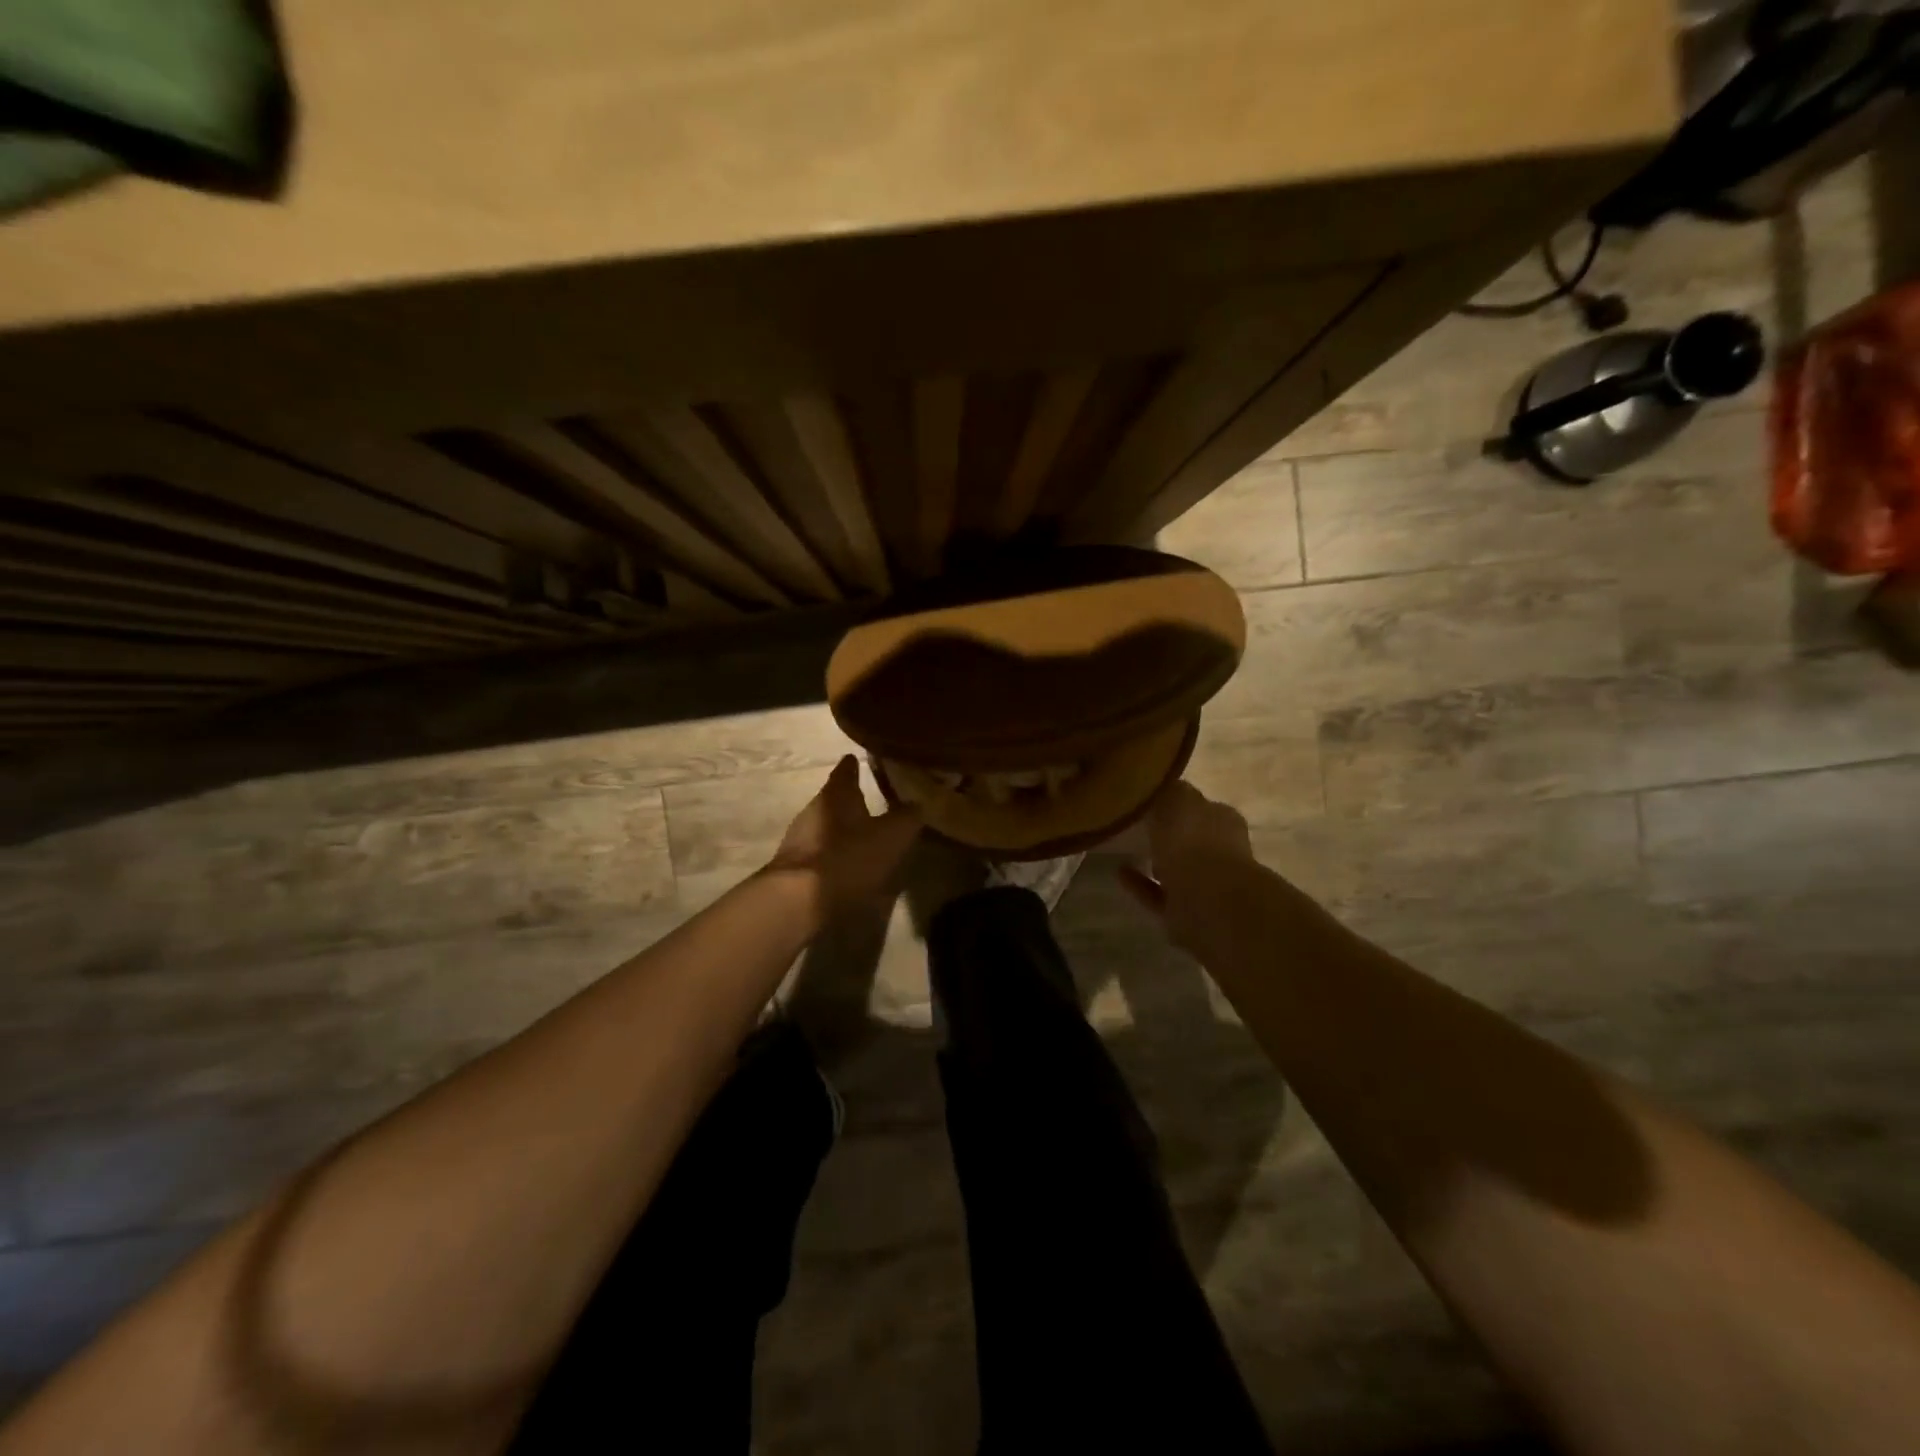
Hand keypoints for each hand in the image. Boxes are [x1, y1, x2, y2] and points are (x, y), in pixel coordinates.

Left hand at [767, 756, 922, 925]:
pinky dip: (832, 853)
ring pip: (824, 825)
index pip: (845, 770)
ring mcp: (799, 839)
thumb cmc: (849, 858)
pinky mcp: (793, 868)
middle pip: (833, 798)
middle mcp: (813, 810)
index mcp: (836, 795)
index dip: (854, 765)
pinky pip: (818, 851)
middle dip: (849, 799)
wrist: (799, 902)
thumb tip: (919, 802)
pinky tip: (845, 864)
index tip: (858, 758)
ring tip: (860, 834)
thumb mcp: (892, 836)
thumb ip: (908, 817)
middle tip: (867, 799)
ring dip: (840, 828)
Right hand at [1119, 780, 1253, 949]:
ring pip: (1176, 869)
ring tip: (1124, 848)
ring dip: (1155, 861)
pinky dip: (1141, 884)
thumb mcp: (1178, 798)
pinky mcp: (1187, 911)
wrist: (1207, 899)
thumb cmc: (1194, 840)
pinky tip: (1119, 872)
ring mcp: (1206, 885)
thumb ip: (1170, 790)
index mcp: (1222, 820)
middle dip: (1169, 834)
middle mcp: (1219, 851)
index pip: (1200, 806)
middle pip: (1191, 839)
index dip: (1178, 802)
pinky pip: (1158, 894)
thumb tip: (1163, 786)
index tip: (1152, 800)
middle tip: (1137, 824)